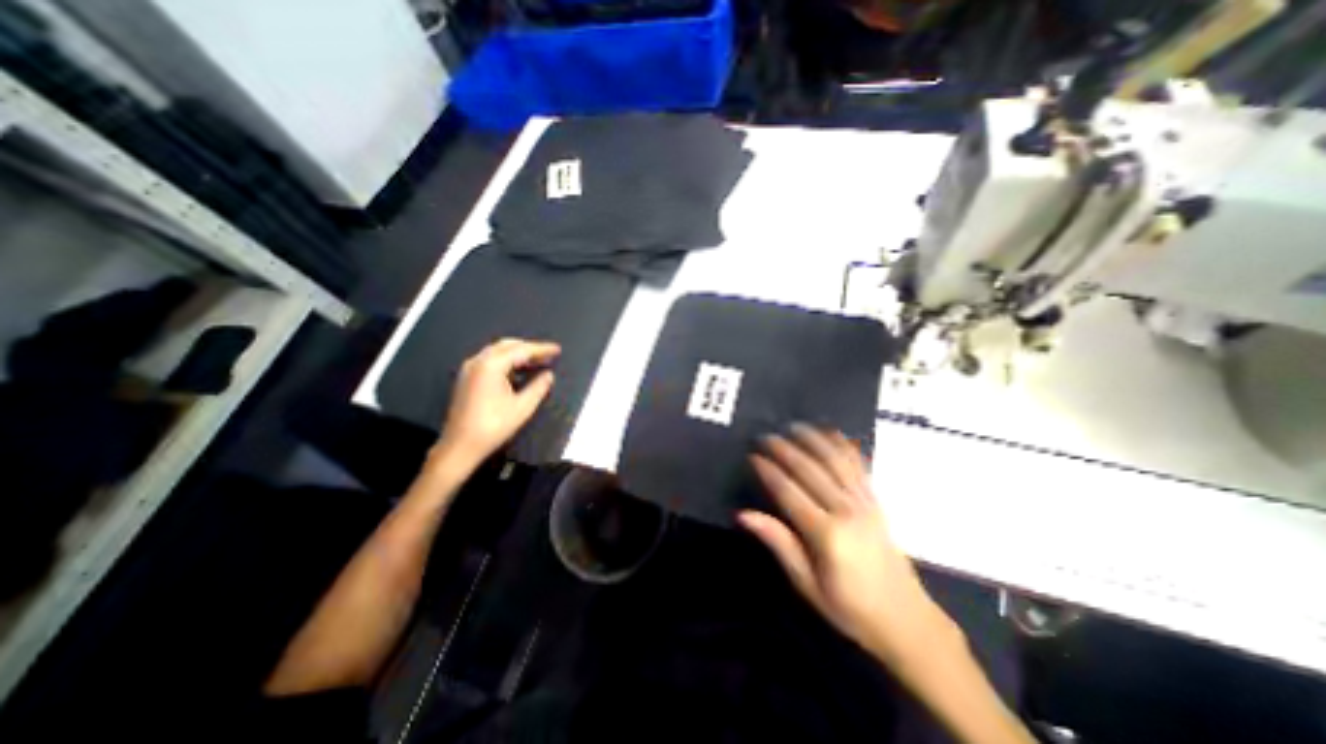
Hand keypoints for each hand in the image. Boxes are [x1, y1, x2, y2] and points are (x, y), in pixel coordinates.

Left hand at [436, 338, 558, 464]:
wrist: (460, 446)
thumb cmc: (493, 426)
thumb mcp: (522, 407)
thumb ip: (538, 387)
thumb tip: (549, 375)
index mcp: (491, 365)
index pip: (521, 350)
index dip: (542, 349)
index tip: (557, 349)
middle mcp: (478, 361)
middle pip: (507, 345)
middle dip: (529, 348)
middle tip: (547, 354)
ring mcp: (469, 369)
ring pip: (497, 352)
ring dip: (518, 354)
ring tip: (536, 361)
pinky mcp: (466, 379)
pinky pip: (489, 361)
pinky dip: (506, 361)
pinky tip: (518, 371)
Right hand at [741, 425, 960, 668]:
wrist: (906, 620)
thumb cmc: (849, 607)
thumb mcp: (807, 584)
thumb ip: (778, 542)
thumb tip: (744, 514)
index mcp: (826, 534)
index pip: (789, 492)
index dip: (769, 471)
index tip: (752, 456)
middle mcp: (846, 511)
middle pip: (810, 470)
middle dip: (785, 449)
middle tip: (765, 435)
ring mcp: (865, 503)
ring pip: (835, 460)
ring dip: (813, 439)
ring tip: (794, 426)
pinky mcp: (876, 501)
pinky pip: (859, 466)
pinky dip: (843, 445)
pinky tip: (831, 432)